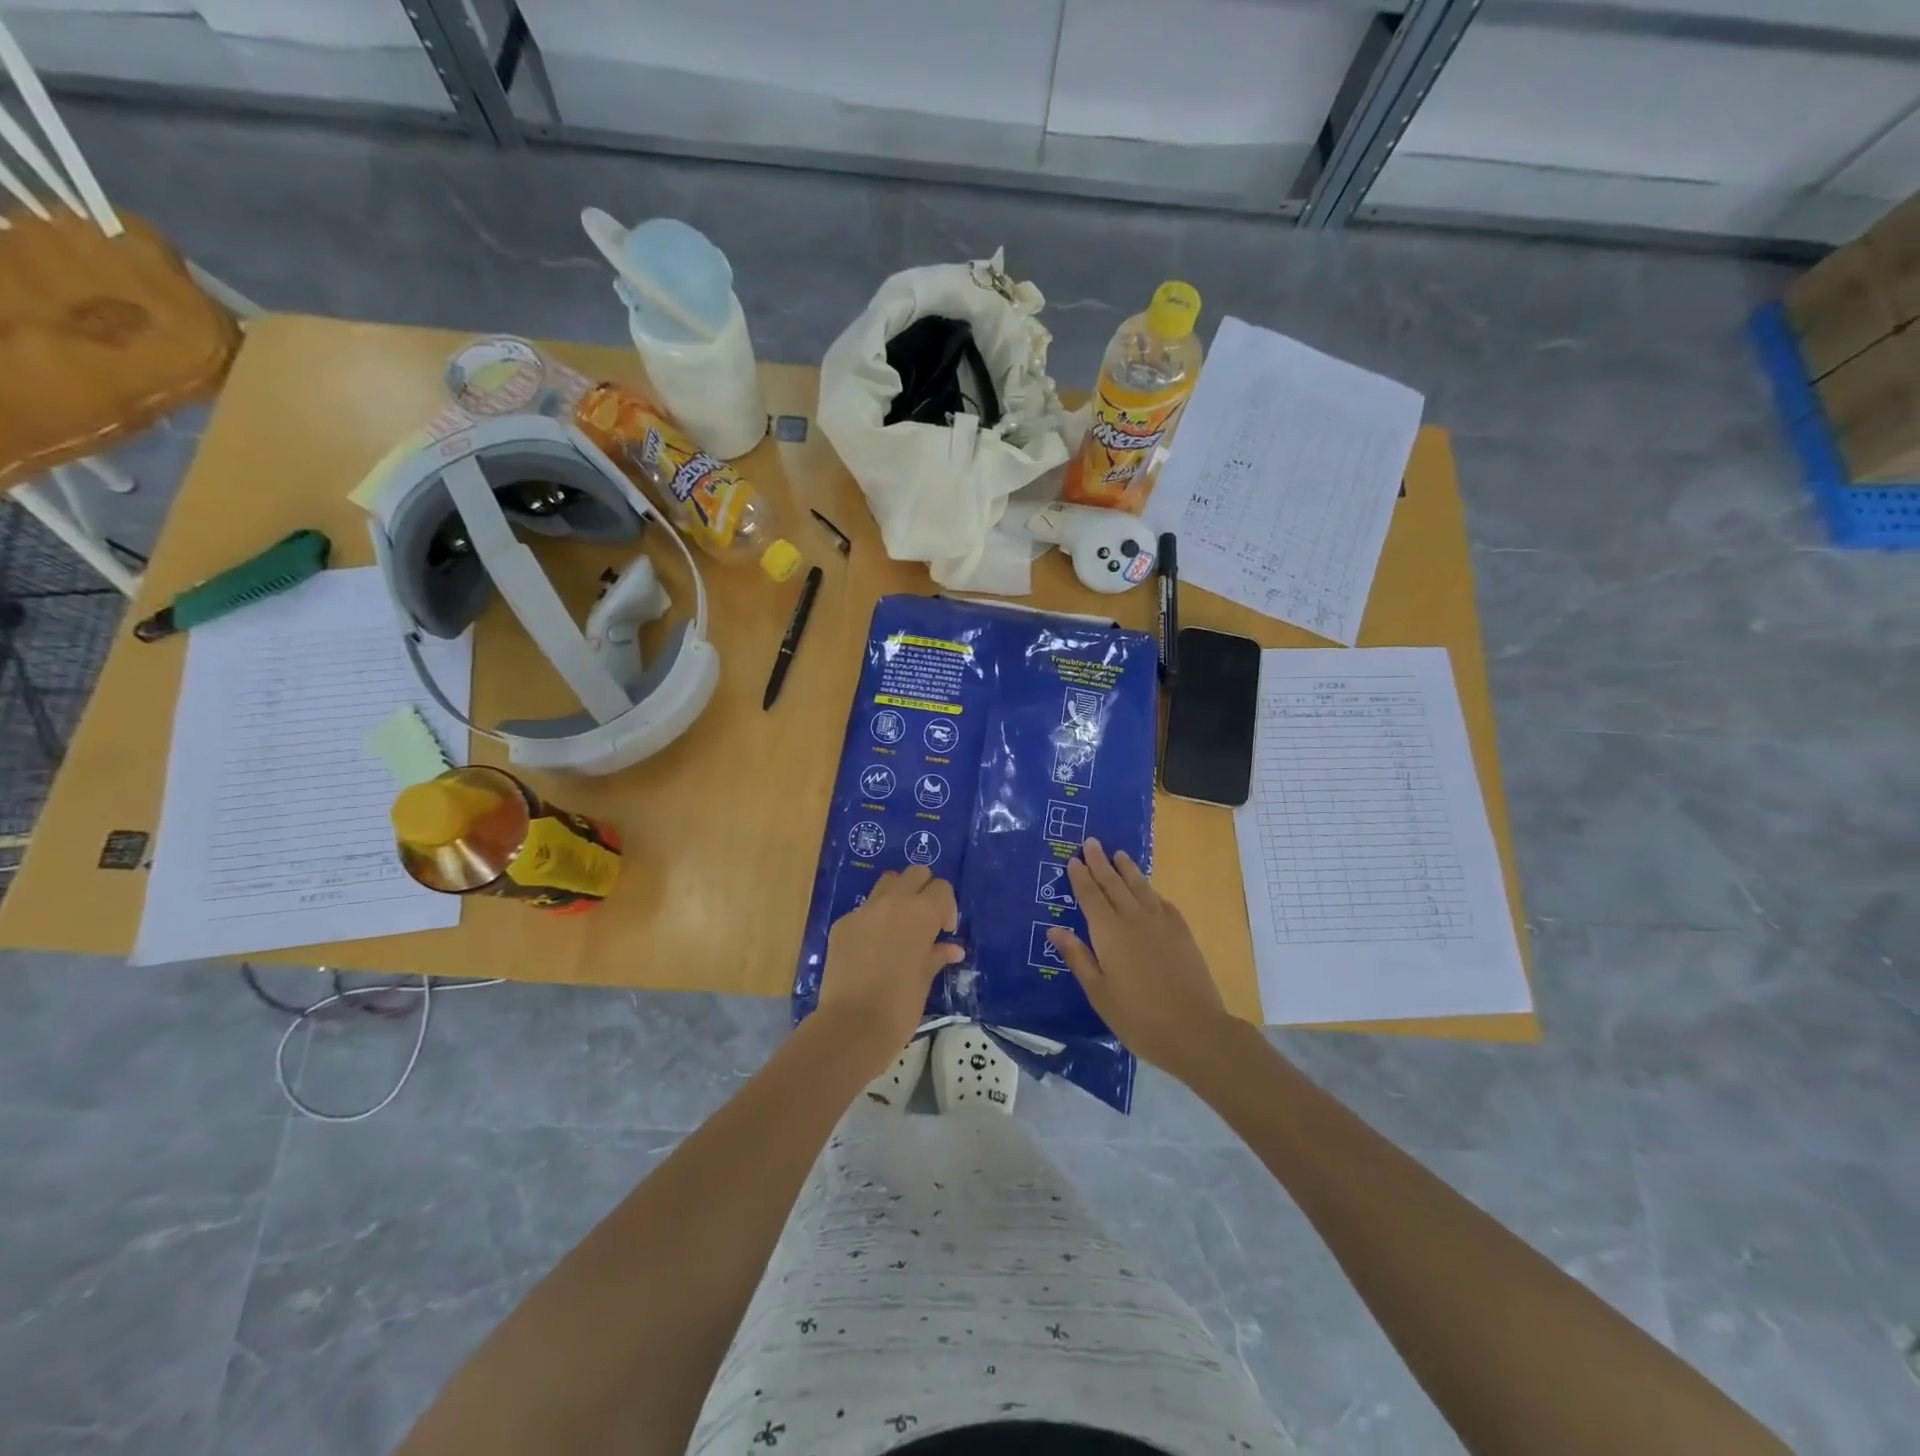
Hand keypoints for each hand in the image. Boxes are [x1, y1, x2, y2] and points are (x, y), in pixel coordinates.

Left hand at [817, 865, 962, 1071]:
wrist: (852, 1025)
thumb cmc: (900, 1004)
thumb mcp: (925, 978)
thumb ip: (937, 955)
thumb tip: (952, 949)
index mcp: (921, 912)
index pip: (942, 888)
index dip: (947, 908)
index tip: (944, 932)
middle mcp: (894, 901)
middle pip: (915, 874)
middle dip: (924, 890)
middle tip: (925, 920)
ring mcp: (864, 910)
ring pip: (887, 883)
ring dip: (898, 896)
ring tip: (898, 926)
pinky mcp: (842, 924)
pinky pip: (863, 910)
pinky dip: (873, 920)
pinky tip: (871, 948)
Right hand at [1047, 839, 1239, 1080]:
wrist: (1194, 1030)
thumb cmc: (1137, 1017)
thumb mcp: (1098, 992)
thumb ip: (1078, 957)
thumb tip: (1055, 929)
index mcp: (1109, 932)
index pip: (1090, 896)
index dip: (1081, 877)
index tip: (1073, 858)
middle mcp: (1134, 919)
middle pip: (1114, 884)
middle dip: (1101, 862)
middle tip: (1092, 842)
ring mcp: (1162, 924)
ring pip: (1140, 887)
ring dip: (1127, 869)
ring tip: (1119, 854)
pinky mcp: (1182, 933)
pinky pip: (1163, 903)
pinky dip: (1152, 892)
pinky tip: (1150, 891)